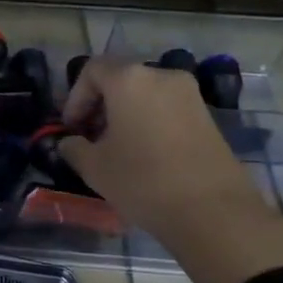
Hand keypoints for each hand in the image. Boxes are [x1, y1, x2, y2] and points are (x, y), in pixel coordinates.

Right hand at [59, 59, 282, 282]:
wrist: (213, 212)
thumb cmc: (143, 180)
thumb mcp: (94, 167)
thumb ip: (74, 147)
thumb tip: (70, 143)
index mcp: (129, 79)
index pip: (92, 70)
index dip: (75, 97)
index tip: (71, 128)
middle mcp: (161, 76)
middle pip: (120, 79)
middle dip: (100, 105)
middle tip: (90, 137)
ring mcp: (189, 94)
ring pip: (145, 94)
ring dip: (125, 114)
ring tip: (116, 148)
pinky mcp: (207, 116)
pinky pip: (166, 108)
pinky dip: (149, 121)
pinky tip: (144, 154)